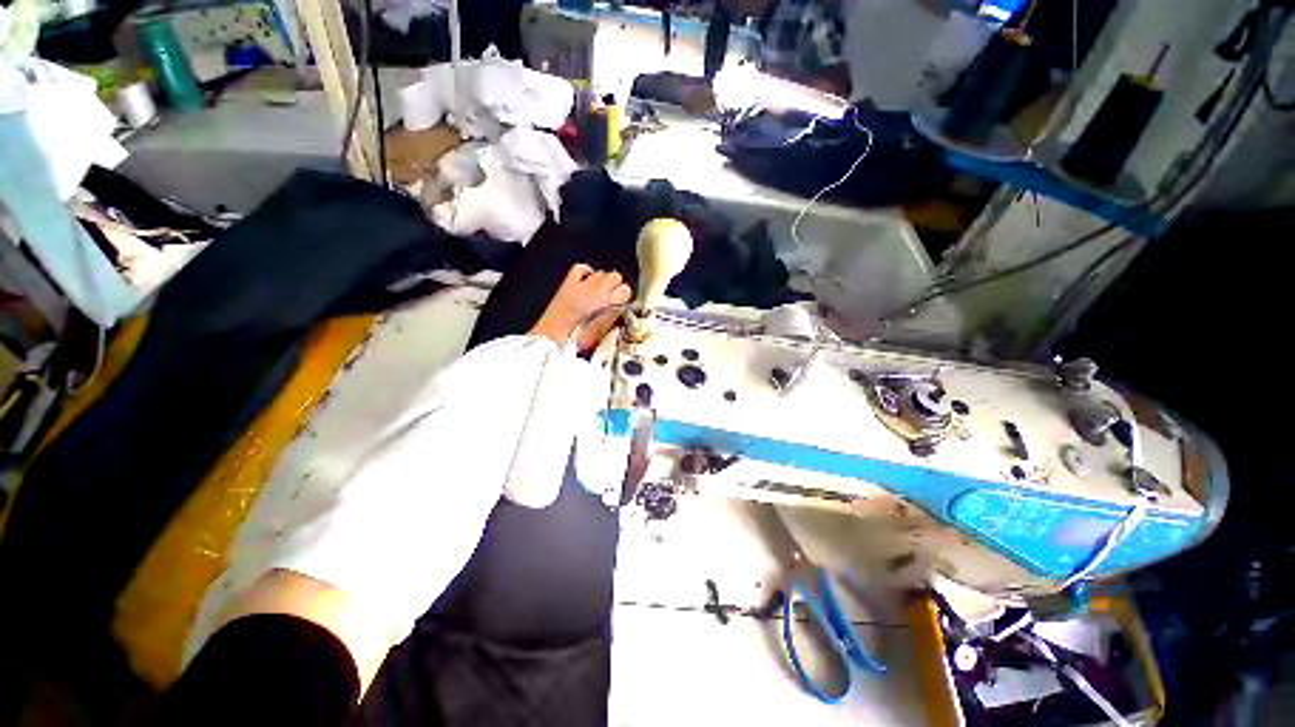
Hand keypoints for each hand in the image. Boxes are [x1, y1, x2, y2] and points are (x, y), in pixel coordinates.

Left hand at [529, 264, 632, 352]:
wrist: (552, 339)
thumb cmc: (577, 341)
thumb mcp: (602, 333)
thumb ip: (614, 317)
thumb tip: (620, 309)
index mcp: (609, 302)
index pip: (626, 290)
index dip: (625, 298)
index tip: (623, 305)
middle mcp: (596, 289)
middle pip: (615, 277)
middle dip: (616, 287)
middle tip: (612, 300)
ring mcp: (582, 284)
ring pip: (601, 272)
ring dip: (603, 281)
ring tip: (600, 294)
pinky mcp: (568, 283)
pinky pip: (581, 269)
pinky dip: (587, 273)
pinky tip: (587, 281)